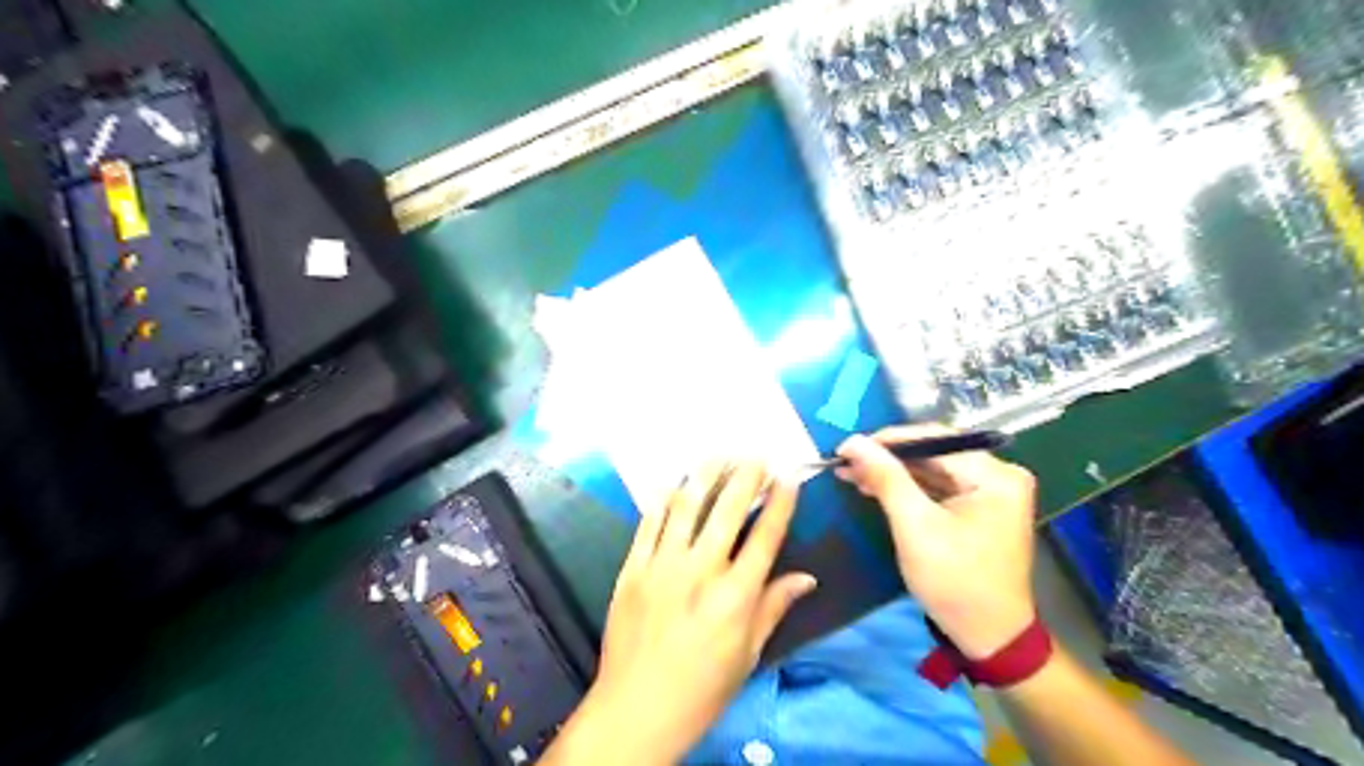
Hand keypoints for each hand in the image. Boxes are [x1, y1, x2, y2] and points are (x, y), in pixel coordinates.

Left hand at [544, 465, 818, 761]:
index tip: (788, 475)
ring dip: (705, 476)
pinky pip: (649, 524)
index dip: (780, 501)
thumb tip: (807, 578)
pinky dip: (663, 500)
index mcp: (736, 595)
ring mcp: (662, 566)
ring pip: (687, 507)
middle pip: (728, 510)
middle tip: (756, 456)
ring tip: (719, 455)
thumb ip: (774, 607)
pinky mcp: (632, 568)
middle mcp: (701, 571)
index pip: (765, 535)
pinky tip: (673, 483)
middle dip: (745, 477)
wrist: (636, 709)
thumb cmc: (702, 688)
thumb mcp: (748, 654)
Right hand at [838, 424, 1041, 657]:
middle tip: (844, 462)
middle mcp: (999, 475)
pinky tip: (875, 488)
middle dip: (887, 459)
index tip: (846, 446)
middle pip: (933, 453)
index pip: (934, 440)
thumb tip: (853, 442)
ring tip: (851, 474)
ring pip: (932, 470)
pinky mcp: (980, 509)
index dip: (887, 441)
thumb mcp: (915, 526)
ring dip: (893, 473)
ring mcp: (991, 492)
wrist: (989, 637)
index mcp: (995, 475)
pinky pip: (938, 487)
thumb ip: (886, 478)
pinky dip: (907, 489)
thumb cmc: (955, 581)